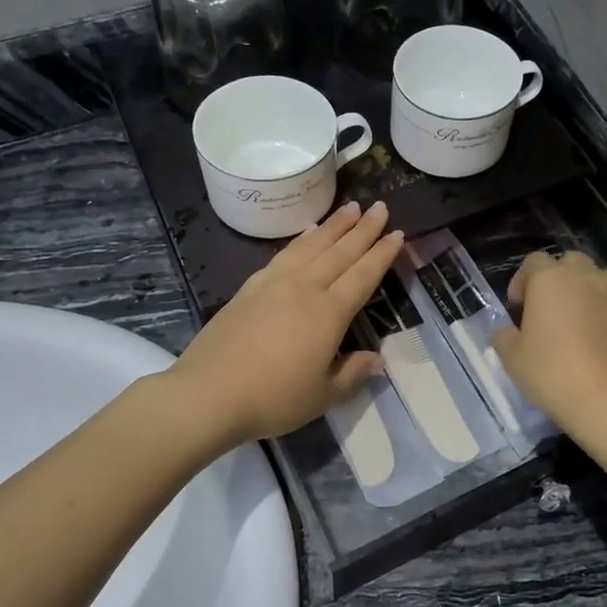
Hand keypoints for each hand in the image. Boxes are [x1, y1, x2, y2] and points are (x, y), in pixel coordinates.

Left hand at [169, 202, 402, 446]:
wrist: (208, 394)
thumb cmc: (273, 399)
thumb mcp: (323, 396)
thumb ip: (352, 374)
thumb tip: (377, 360)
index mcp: (328, 313)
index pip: (363, 276)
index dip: (382, 255)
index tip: (398, 234)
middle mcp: (304, 289)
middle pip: (340, 252)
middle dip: (363, 229)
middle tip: (380, 207)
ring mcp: (273, 284)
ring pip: (311, 246)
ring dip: (333, 226)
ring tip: (350, 207)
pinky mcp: (249, 288)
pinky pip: (283, 254)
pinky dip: (300, 240)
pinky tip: (307, 232)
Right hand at [491, 250, 606, 428]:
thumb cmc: (552, 372)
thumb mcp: (512, 358)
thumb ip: (505, 336)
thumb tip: (509, 332)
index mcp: (551, 279)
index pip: (533, 262)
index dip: (522, 282)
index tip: (518, 309)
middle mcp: (587, 277)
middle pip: (570, 264)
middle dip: (557, 281)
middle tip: (548, 311)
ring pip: (598, 282)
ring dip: (585, 295)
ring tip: (577, 326)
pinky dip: (605, 317)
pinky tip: (599, 345)